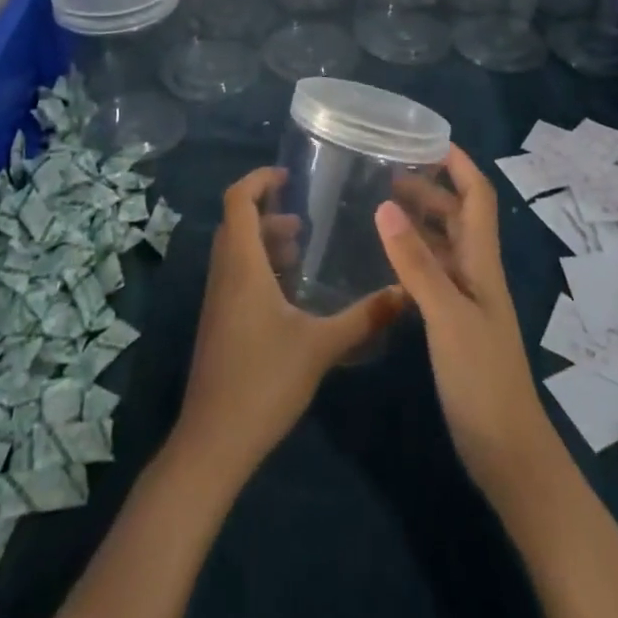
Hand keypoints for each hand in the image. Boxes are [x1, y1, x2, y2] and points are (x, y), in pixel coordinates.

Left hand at [175, 166, 403, 480]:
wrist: (213, 442)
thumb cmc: (264, 381)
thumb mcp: (321, 346)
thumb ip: (363, 317)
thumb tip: (404, 290)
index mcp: (242, 264)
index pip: (237, 200)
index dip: (258, 179)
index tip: (288, 176)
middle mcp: (224, 273)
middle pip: (236, 222)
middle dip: (267, 211)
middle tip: (305, 220)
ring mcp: (217, 299)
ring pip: (235, 250)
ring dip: (264, 240)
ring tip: (301, 251)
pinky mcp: (218, 322)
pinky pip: (234, 274)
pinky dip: (258, 266)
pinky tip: (288, 293)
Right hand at [375, 146, 553, 495]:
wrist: (508, 453)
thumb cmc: (482, 378)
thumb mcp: (446, 316)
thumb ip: (416, 262)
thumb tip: (386, 204)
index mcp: (481, 261)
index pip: (477, 196)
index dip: (458, 164)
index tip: (426, 139)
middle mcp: (476, 272)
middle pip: (457, 215)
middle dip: (429, 187)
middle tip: (385, 172)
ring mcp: (466, 299)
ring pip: (444, 244)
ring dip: (418, 220)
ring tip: (379, 206)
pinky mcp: (454, 324)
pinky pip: (433, 274)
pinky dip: (412, 256)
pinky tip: (385, 259)